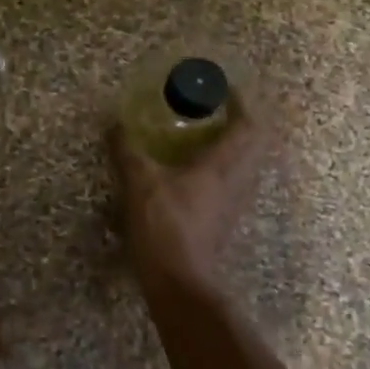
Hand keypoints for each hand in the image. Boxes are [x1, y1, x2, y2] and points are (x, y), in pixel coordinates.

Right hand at [109, 101, 271, 296]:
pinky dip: (223, 166)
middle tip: (219, 108)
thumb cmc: (164, 227)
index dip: (242, 102)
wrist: (179, 281)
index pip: (248, 125)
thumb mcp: (139, 184)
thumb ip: (127, 152)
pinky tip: (196, 169)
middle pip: (255, 143)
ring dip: (235, 145)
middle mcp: (236, 181)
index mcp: (222, 166)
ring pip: (247, 164)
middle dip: (243, 121)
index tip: (227, 87)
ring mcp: (234, 203)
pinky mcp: (224, 219)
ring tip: (208, 134)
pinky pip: (233, 181)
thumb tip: (114, 124)